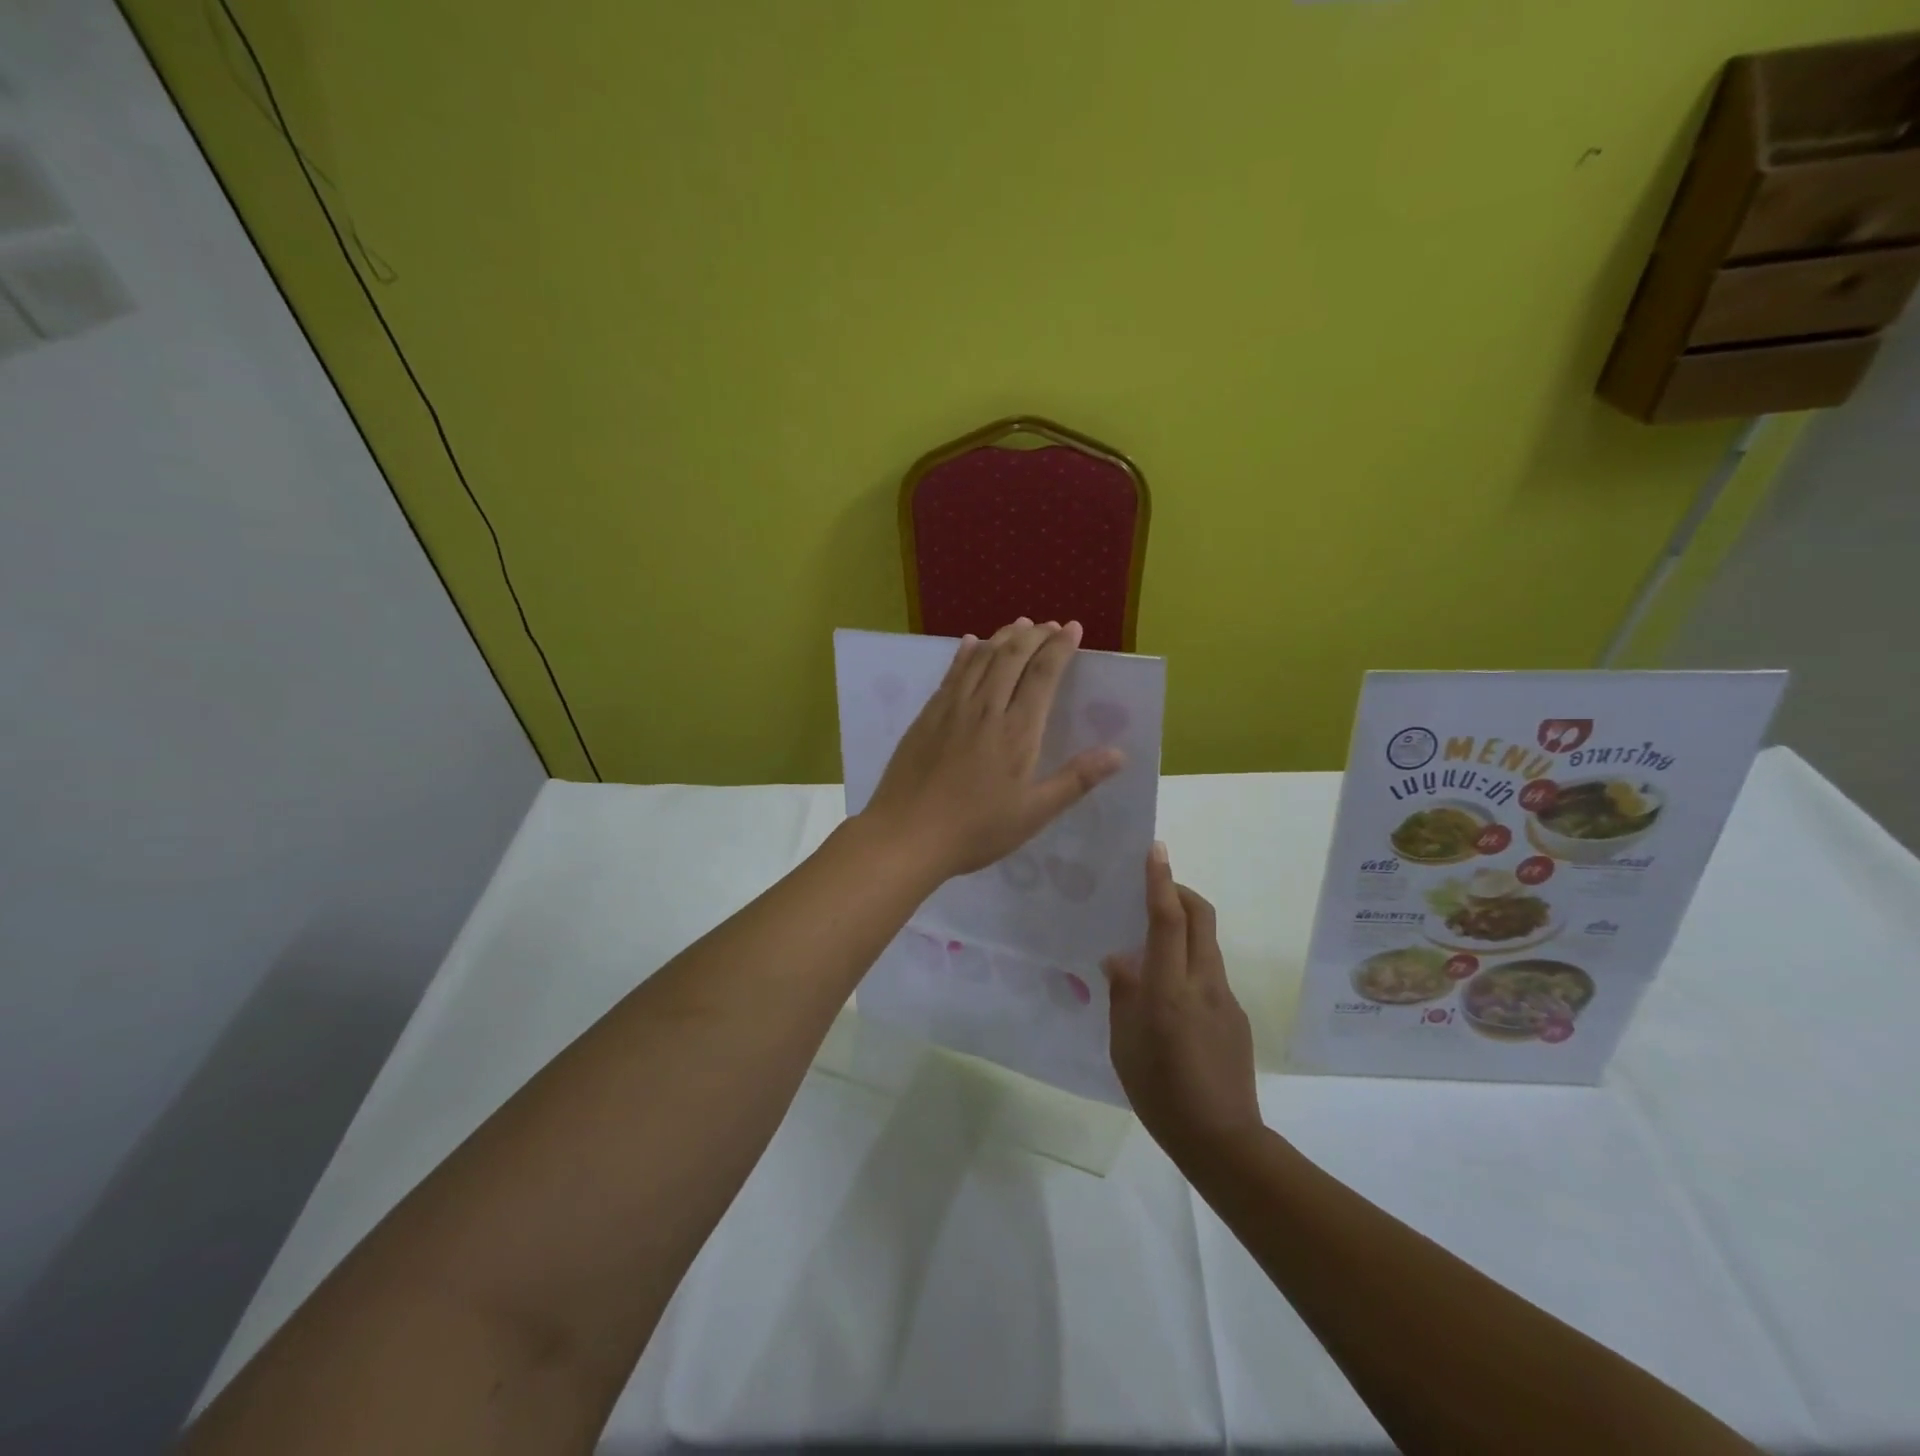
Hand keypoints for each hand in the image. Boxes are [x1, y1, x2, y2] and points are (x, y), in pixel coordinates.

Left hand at [861, 619, 1123, 880]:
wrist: (907, 834)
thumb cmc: (976, 829)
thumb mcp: (1033, 813)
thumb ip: (1075, 780)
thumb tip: (1118, 754)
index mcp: (1017, 731)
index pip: (1043, 675)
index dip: (1060, 648)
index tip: (1073, 629)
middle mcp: (986, 709)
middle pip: (1012, 657)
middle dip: (1035, 635)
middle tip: (1051, 625)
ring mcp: (952, 709)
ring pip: (981, 658)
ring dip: (1003, 637)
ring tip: (1020, 625)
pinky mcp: (927, 715)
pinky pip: (951, 673)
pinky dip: (965, 653)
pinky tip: (970, 643)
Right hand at [1104, 844, 1262, 1158]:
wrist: (1223, 1140)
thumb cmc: (1161, 1093)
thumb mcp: (1125, 1045)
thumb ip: (1123, 995)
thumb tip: (1118, 959)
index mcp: (1169, 989)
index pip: (1167, 920)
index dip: (1161, 882)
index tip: (1157, 850)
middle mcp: (1203, 983)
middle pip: (1200, 917)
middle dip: (1180, 891)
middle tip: (1154, 888)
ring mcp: (1224, 998)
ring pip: (1206, 943)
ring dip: (1185, 926)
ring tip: (1153, 945)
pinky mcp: (1235, 1015)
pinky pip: (1210, 971)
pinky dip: (1190, 960)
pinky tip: (1170, 993)